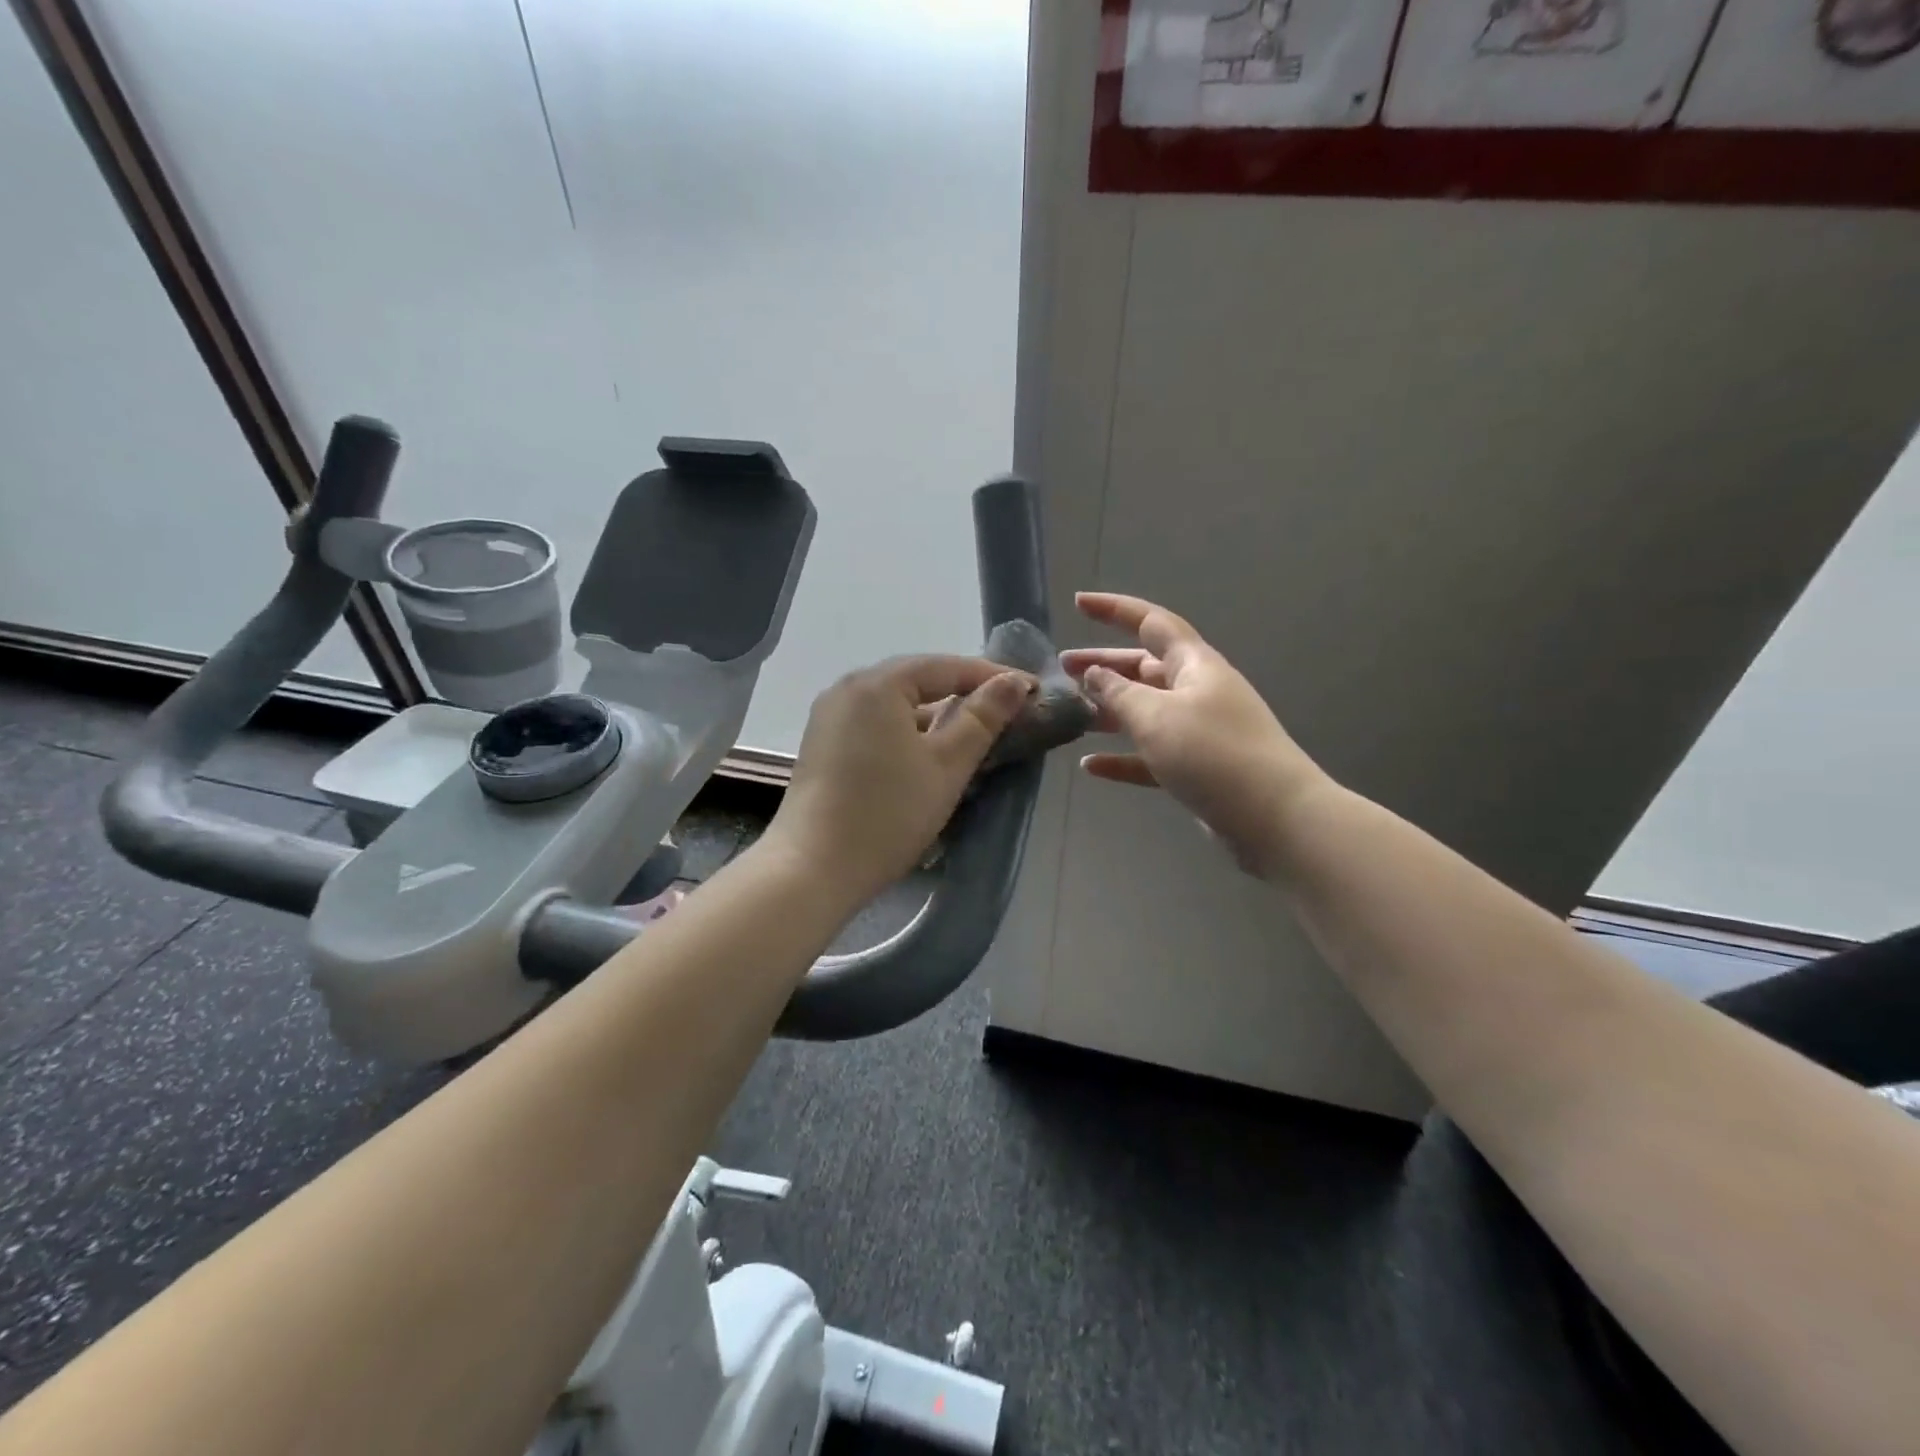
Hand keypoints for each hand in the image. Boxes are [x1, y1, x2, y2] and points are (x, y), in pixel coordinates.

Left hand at [765, 656, 1034, 901]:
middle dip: (963, 693)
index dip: (992, 677)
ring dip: (936, 715)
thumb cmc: (888, 814)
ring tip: (973, 734)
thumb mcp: (947, 765)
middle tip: (1007, 710)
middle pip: (917, 680)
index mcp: (878, 684)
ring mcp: (830, 717)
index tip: (1032, 692)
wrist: (812, 870)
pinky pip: (876, 724)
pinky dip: (907, 732)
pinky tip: (928, 755)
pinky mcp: (823, 745)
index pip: (946, 666)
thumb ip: (982, 718)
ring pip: (896, 705)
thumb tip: (1012, 681)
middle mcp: (848, 688)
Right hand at [1061, 592, 1329, 877]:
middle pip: (1142, 668)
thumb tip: (1095, 673)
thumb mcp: (1156, 717)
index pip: (1150, 622)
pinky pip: (1150, 754)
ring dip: (1108, 711)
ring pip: (1145, 711)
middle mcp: (1197, 690)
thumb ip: (1118, 693)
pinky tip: (1090, 766)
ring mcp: (1198, 730)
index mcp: (1194, 665)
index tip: (1078, 603)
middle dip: (1103, 664)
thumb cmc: (1213, 754)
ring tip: (1071, 715)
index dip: (1113, 610)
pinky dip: (1122, 757)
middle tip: (1064, 667)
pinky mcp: (1197, 768)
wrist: (1273, 818)